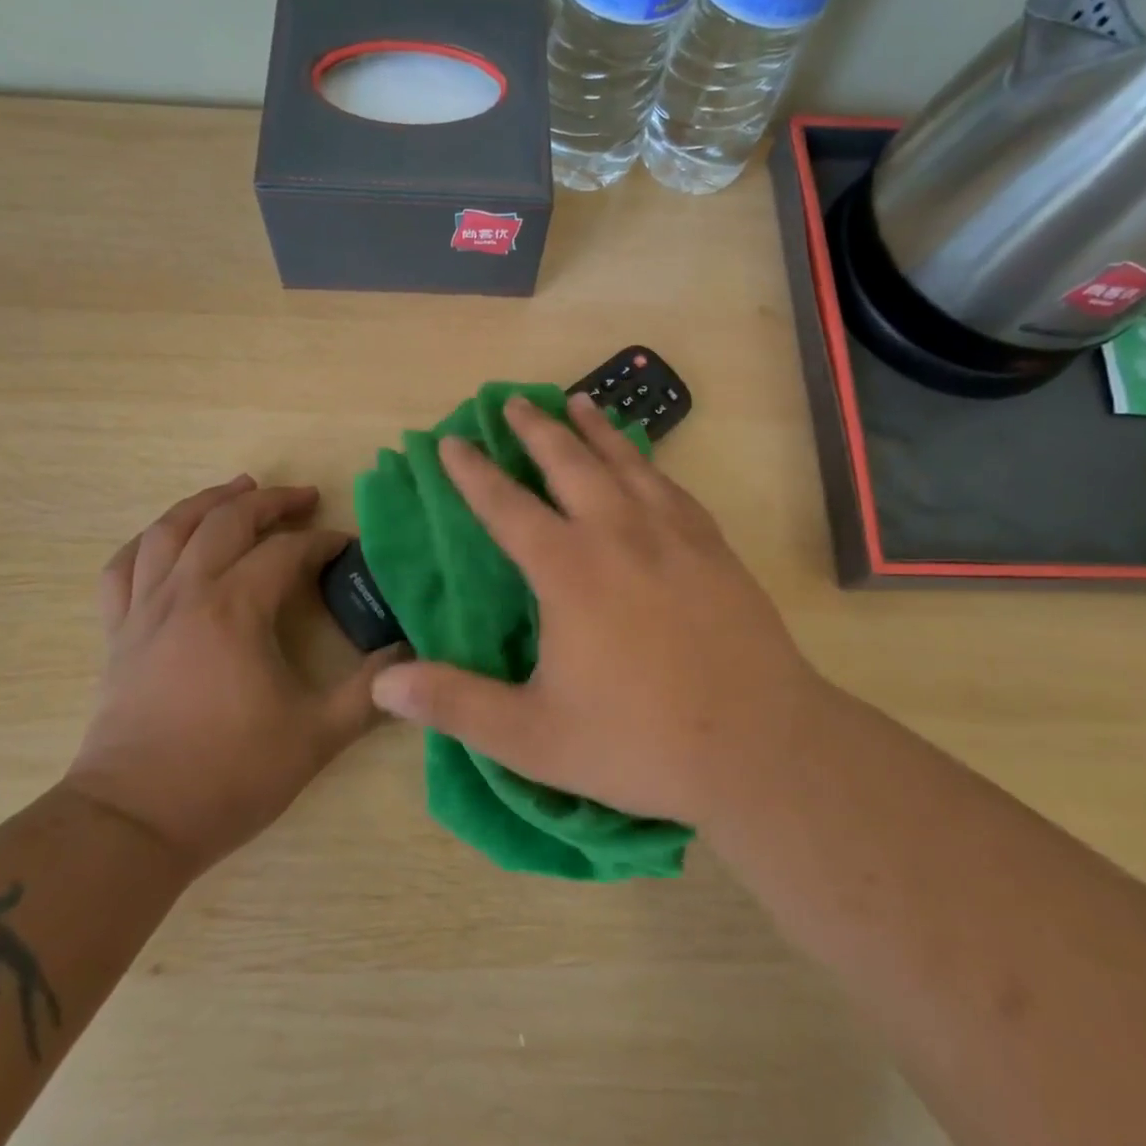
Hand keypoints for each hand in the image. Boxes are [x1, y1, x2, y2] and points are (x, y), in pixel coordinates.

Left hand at [66, 476, 398, 872]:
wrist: (133, 824)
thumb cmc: (228, 775)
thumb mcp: (317, 736)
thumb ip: (370, 692)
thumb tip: (410, 657)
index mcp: (235, 609)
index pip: (286, 553)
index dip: (323, 543)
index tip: (348, 548)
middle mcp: (187, 593)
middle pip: (227, 521)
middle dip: (270, 502)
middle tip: (303, 497)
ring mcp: (144, 610)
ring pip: (169, 531)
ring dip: (206, 502)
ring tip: (236, 490)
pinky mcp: (117, 634)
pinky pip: (122, 569)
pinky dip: (146, 543)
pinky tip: (164, 539)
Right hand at [370, 394, 828, 827]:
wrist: (761, 745)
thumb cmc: (640, 742)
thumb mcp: (534, 737)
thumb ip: (457, 705)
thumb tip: (384, 682)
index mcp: (569, 570)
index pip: (506, 506)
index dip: (473, 472)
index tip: (452, 441)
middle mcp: (618, 534)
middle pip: (569, 463)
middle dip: (536, 429)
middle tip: (513, 400)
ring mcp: (674, 534)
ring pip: (626, 462)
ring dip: (596, 429)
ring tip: (577, 401)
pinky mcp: (715, 547)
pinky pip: (671, 486)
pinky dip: (649, 462)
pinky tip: (646, 461)